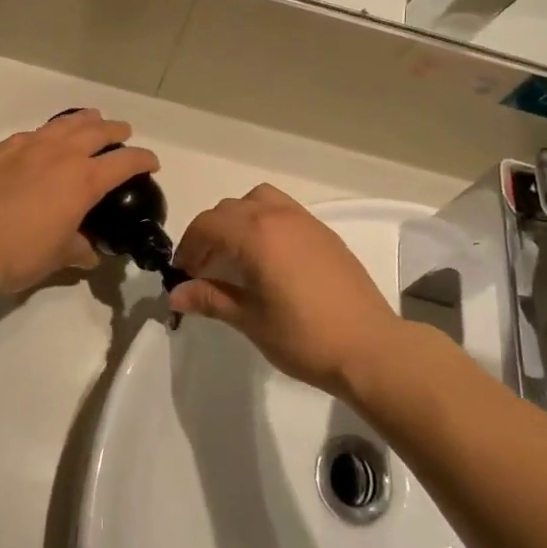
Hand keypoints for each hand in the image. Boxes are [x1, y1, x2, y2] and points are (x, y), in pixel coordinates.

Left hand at [0, 109, 159, 293]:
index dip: (143, 159)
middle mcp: (60, 154)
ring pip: (63, 123)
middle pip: (97, 131)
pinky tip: (40, 141)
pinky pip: (31, 134)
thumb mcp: (56, 256)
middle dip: (115, 130)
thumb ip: (78, 249)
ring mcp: (27, 146)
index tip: (152, 162)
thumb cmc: (19, 252)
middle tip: (123, 133)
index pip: (125, 162)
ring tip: (91, 120)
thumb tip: (91, 253)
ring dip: (83, 120)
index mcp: (84, 180)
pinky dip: (45, 134)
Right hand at [169, 184, 404, 394]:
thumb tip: (177, 294)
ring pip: (258, 200)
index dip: (188, 246)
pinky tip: (270, 258)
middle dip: (210, 233)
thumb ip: (211, 299)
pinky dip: (265, 221)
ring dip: (239, 219)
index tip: (183, 273)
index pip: (208, 224)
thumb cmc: (304, 337)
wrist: (369, 347)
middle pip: (230, 209)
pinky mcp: (324, 232)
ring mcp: (305, 221)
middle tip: (204, 269)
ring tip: (237, 254)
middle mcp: (279, 217)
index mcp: (256, 235)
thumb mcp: (251, 320)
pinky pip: (284, 210)